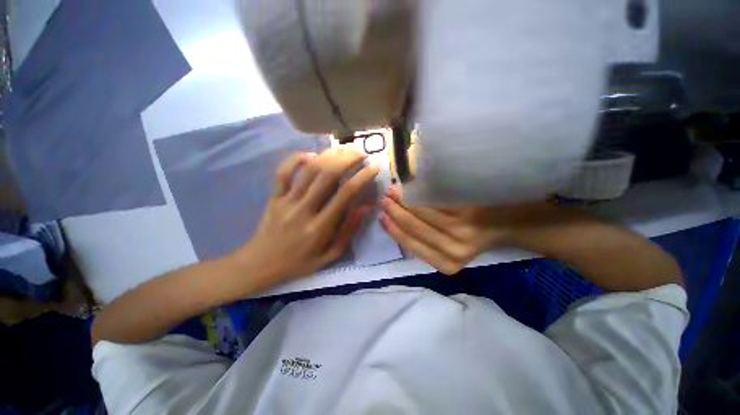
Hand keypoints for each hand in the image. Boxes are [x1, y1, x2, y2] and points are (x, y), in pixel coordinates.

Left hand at [233, 148, 378, 287]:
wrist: (261, 264)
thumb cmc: (300, 262)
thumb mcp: (330, 255)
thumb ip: (349, 231)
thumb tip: (367, 207)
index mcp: (320, 227)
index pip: (346, 194)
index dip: (362, 177)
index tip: (374, 166)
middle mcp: (304, 209)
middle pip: (328, 175)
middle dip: (348, 159)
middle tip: (361, 152)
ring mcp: (286, 200)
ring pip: (309, 170)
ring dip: (329, 155)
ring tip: (344, 149)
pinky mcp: (274, 196)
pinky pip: (284, 172)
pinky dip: (297, 159)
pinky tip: (312, 155)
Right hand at [379, 186, 515, 274]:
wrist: (510, 226)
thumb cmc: (476, 237)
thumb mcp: (450, 248)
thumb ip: (426, 240)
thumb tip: (397, 222)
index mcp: (446, 263)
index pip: (411, 244)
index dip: (394, 230)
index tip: (382, 217)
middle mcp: (453, 250)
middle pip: (415, 228)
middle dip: (396, 212)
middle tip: (385, 199)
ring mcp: (463, 230)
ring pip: (424, 213)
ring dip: (405, 200)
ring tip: (394, 190)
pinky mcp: (470, 212)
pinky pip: (438, 201)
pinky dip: (422, 193)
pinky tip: (412, 187)